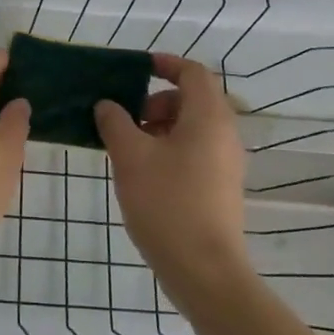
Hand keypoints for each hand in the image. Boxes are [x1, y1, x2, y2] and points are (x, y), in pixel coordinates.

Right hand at [95, 55, 250, 289]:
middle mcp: (225, 134)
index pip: (194, 73)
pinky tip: (143, 171)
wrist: (204, 271)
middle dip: (157, 100)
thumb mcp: (130, 157)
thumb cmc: (167, 203)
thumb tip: (107, 105)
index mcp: (208, 118)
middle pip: (194, 99)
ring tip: (129, 147)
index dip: (166, 64)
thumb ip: (115, 123)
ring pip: (193, 127)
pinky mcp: (221, 187)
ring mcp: (226, 163)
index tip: (137, 68)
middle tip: (126, 117)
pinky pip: (196, 150)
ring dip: (160, 125)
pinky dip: (170, 147)